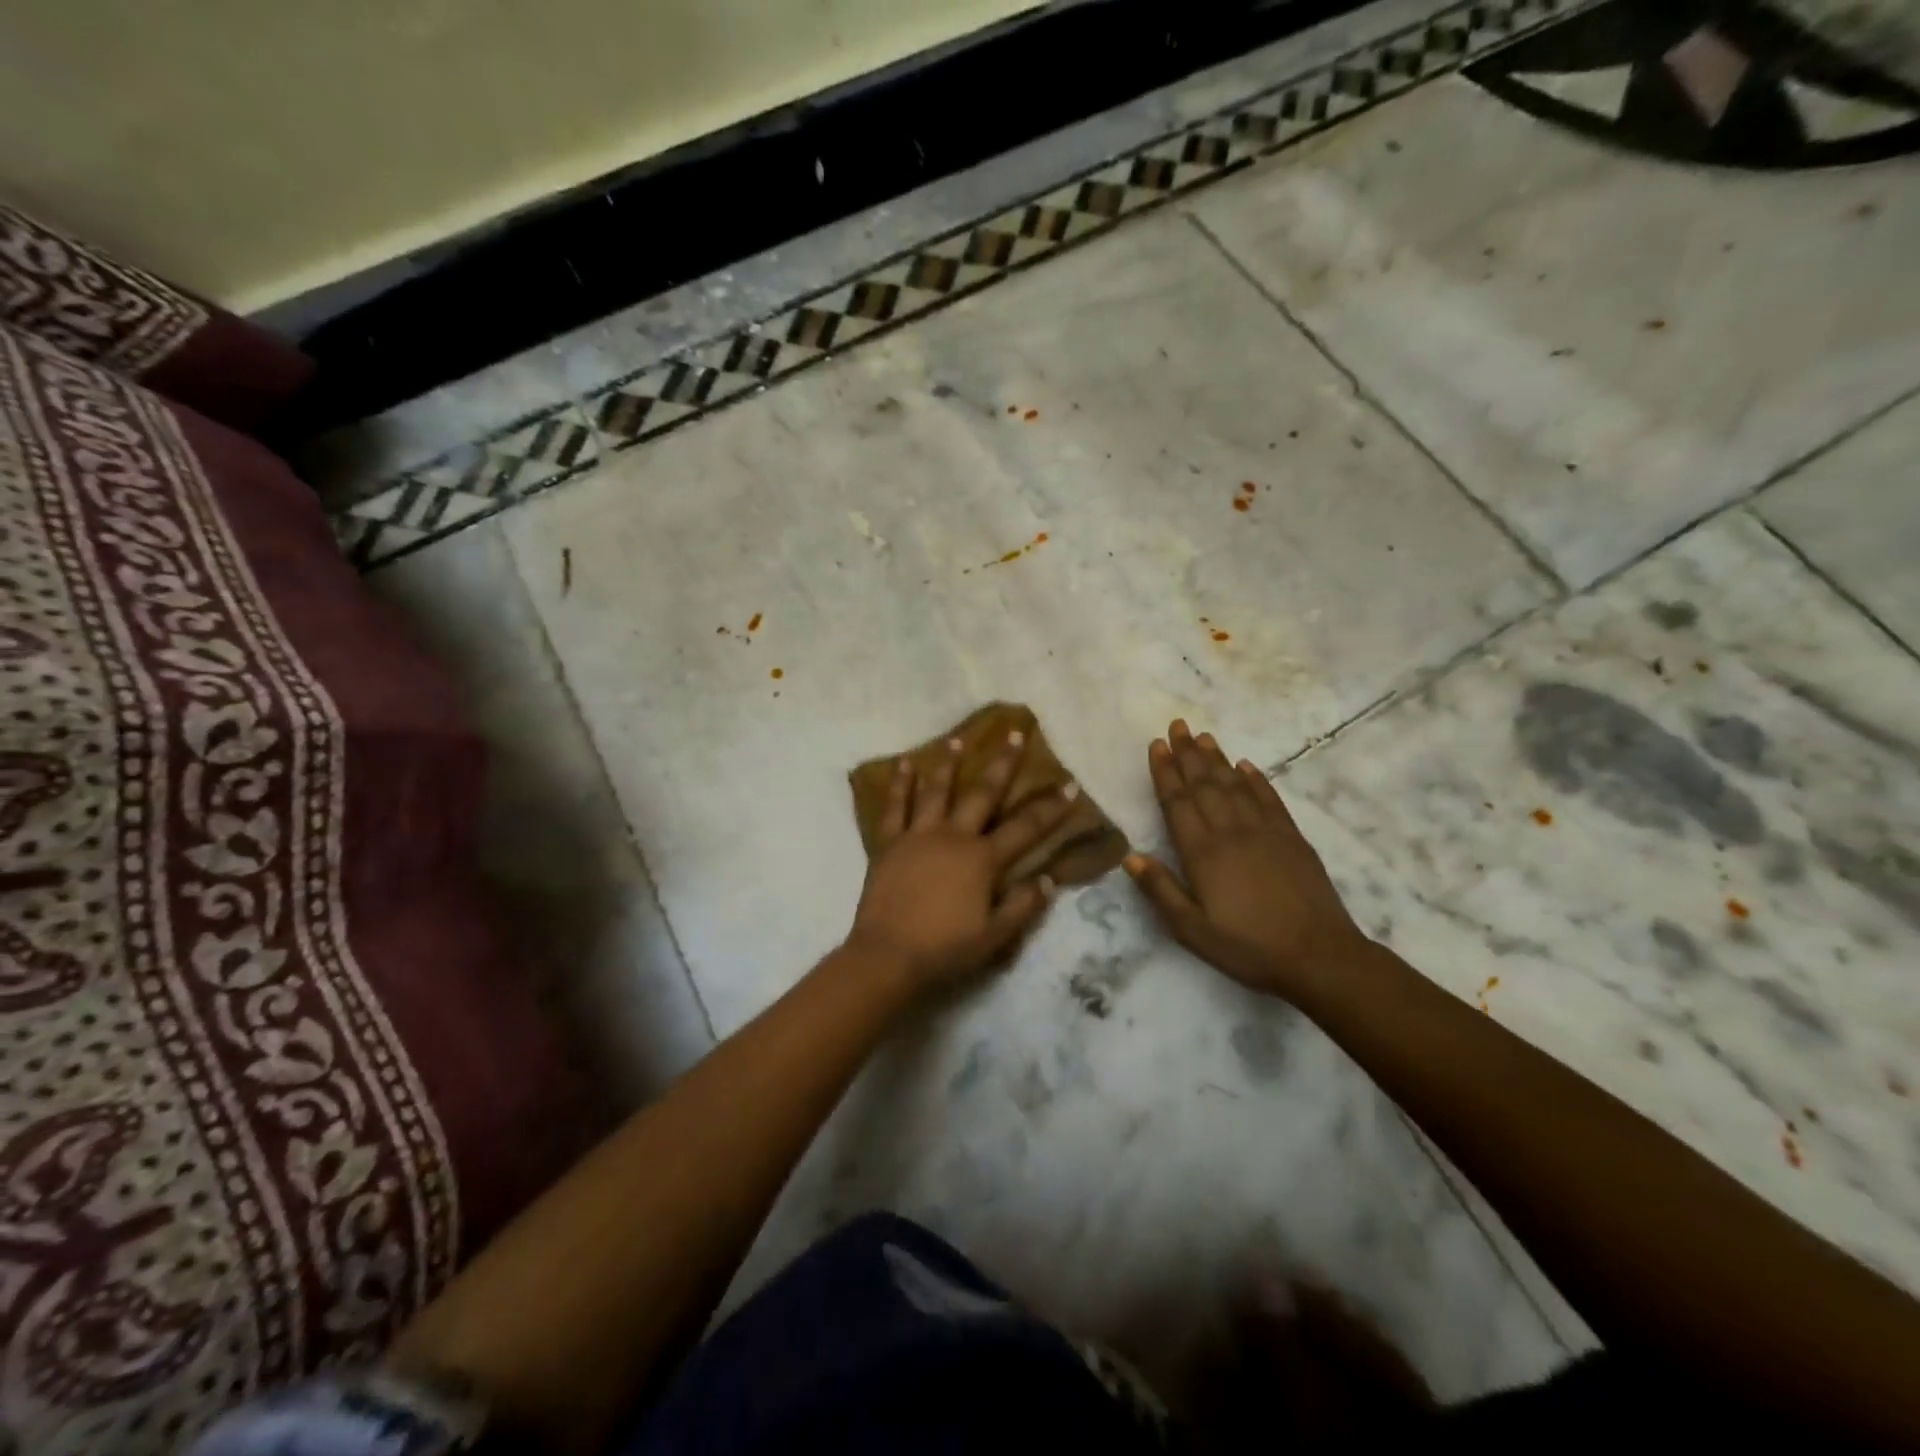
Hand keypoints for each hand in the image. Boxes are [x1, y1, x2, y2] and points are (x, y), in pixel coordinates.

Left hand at [847, 729, 1073, 993]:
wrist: (888, 955)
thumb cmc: (945, 948)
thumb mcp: (995, 935)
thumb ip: (1023, 905)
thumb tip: (1049, 878)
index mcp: (982, 859)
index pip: (1025, 828)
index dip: (1050, 807)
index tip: (1069, 783)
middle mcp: (953, 836)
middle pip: (983, 793)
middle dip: (1002, 763)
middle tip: (1014, 733)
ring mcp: (919, 835)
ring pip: (937, 791)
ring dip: (948, 763)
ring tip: (957, 739)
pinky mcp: (889, 843)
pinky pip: (895, 807)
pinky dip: (899, 784)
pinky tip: (904, 764)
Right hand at [1125, 720, 1367, 996]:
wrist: (1318, 955)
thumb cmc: (1247, 946)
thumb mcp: (1191, 930)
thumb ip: (1161, 890)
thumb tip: (1131, 856)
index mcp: (1202, 853)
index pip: (1178, 802)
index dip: (1165, 772)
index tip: (1156, 746)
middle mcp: (1231, 832)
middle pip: (1205, 784)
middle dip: (1188, 754)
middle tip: (1177, 725)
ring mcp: (1265, 831)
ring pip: (1235, 785)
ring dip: (1217, 759)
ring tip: (1204, 736)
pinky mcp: (1292, 838)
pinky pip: (1269, 799)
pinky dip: (1256, 779)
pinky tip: (1246, 766)